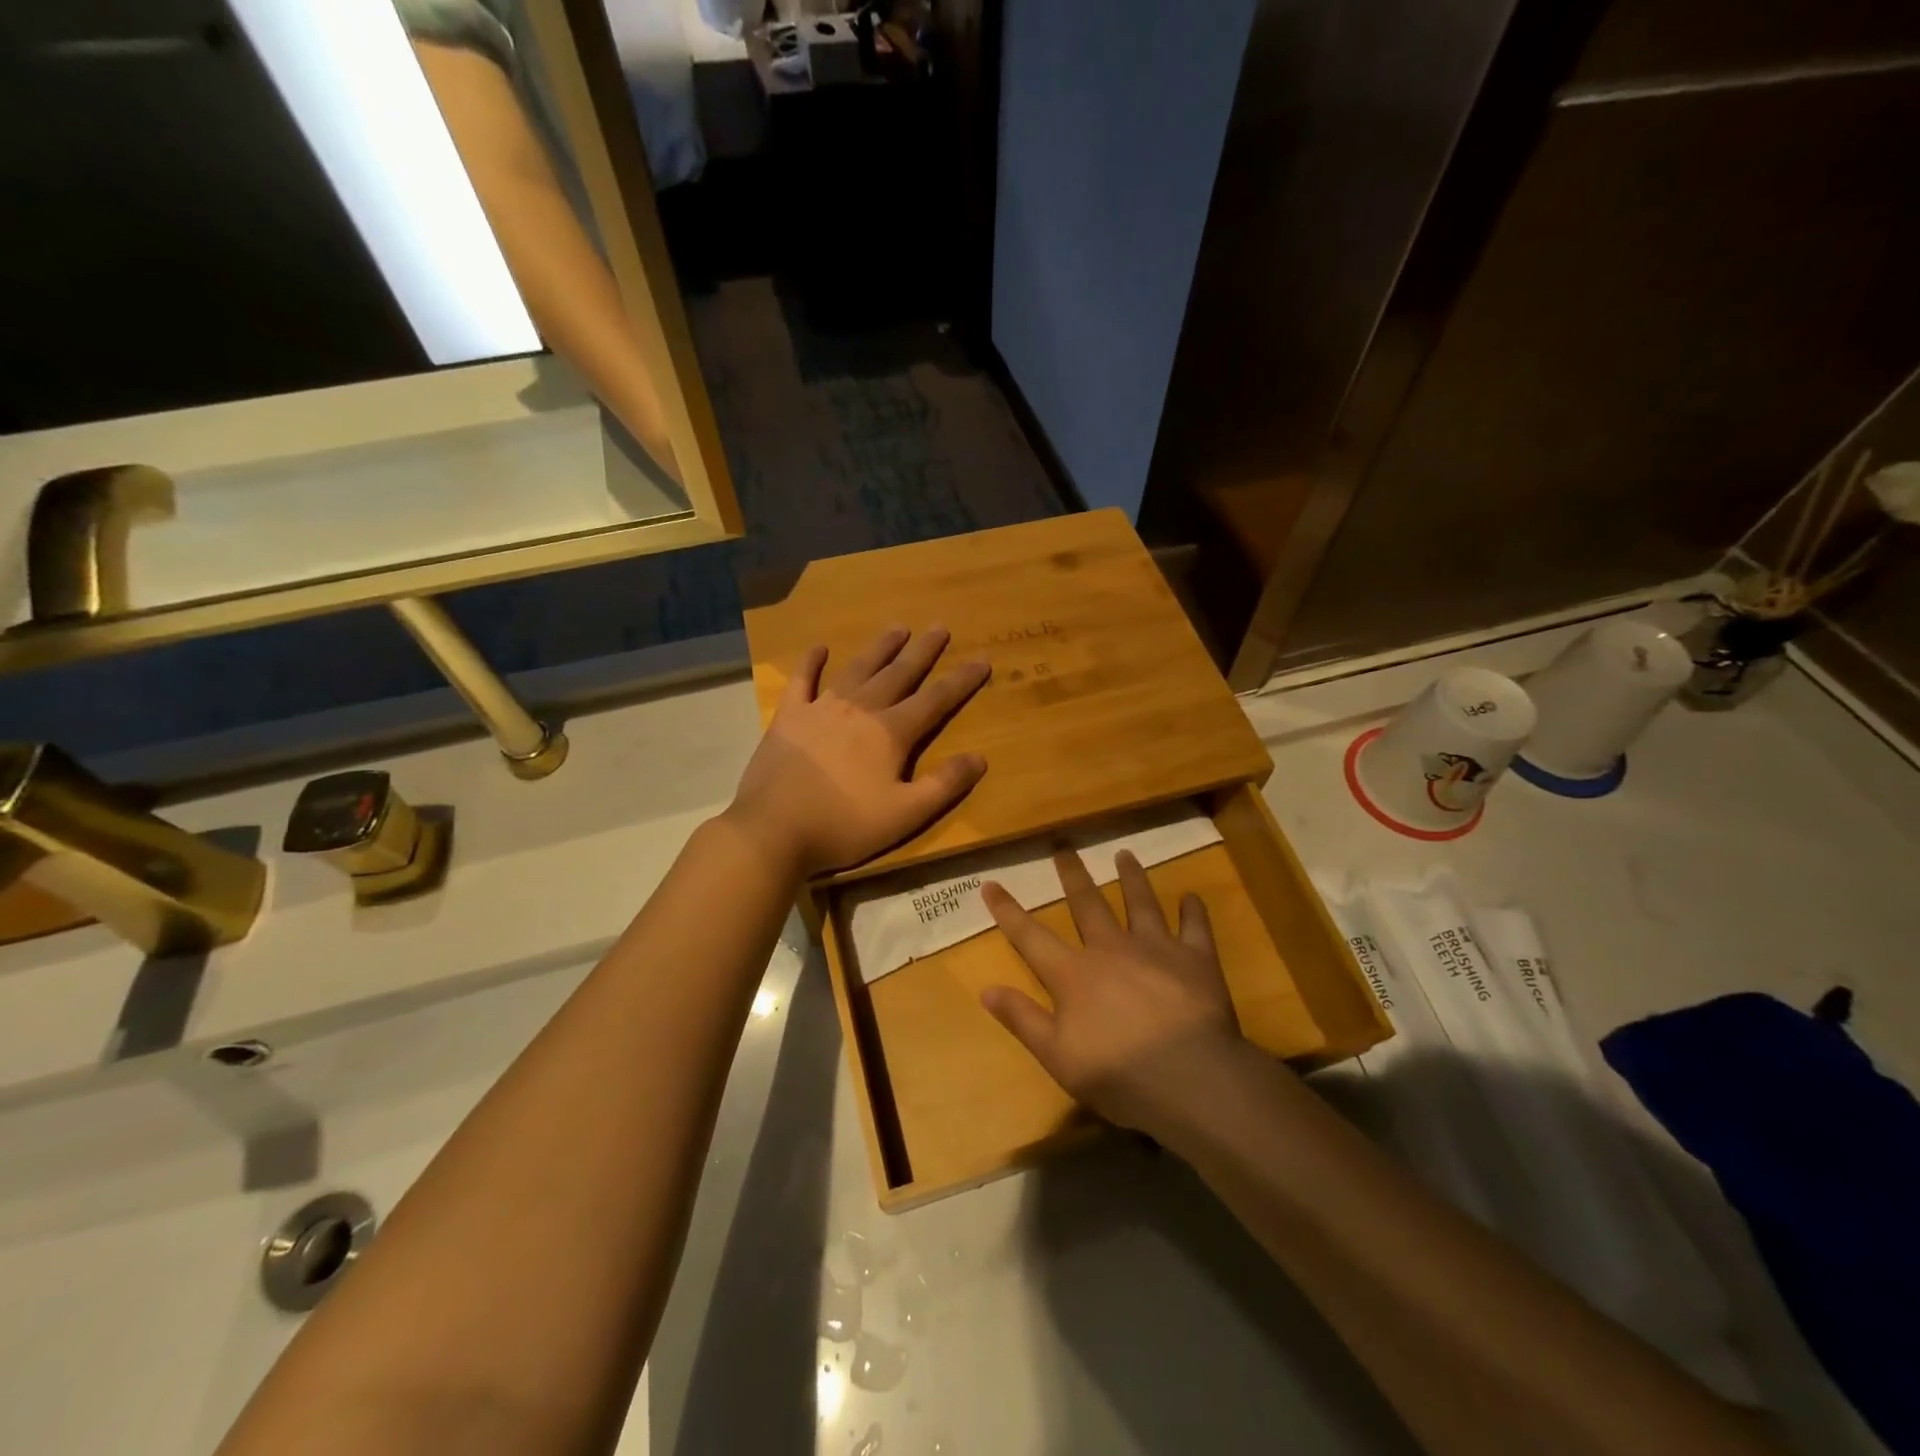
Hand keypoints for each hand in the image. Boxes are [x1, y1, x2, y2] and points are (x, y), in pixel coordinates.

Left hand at [728, 627, 989, 875]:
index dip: (961, 680)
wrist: (773, 830)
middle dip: (922, 651)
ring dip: (879, 648)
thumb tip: (980, 757)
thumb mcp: (905, 815)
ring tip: (897, 627)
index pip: (935, 700)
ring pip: (858, 669)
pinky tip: (819, 647)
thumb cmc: (844, 825)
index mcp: (890, 733)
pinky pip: (802, 680)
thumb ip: (944, 785)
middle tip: (939, 627)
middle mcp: (860, 710)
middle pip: (898, 674)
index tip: (982, 659)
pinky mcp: (789, 716)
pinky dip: (811, 662)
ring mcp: (821, 708)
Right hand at [980, 849, 1248, 1139]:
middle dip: (1073, 875)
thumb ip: (1022, 1019)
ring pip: (1140, 903)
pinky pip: (1195, 926)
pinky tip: (1191, 897)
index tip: (991, 883)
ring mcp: (1156, 948)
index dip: (1008, 910)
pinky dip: (1193, 910)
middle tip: (1065, 847)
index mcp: (1074, 973)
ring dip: (1131, 877)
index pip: (1031, 936)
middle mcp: (1111, 949)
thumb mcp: (1057, 1056)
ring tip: (1125, 854)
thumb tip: (985, 990)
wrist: (1191, 1078)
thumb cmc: (1118, 1073)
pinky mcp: (1196, 959)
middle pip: (1087, 904)